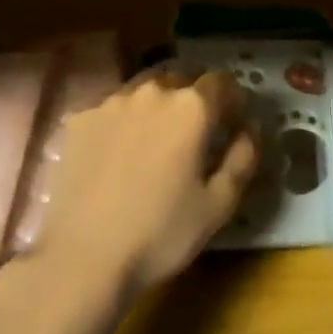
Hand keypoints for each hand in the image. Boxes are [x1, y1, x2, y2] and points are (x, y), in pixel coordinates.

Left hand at [34, 65, 259, 301]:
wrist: (84, 257)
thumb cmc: (161, 234)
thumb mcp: (219, 204)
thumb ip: (243, 157)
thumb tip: (251, 127)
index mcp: (191, 107)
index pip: (222, 81)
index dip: (232, 98)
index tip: (232, 120)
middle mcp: (152, 90)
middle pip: (182, 75)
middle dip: (195, 94)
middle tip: (196, 128)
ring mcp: (112, 101)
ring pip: (145, 85)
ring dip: (159, 100)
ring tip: (157, 135)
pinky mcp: (81, 118)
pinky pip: (113, 105)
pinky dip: (125, 117)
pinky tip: (120, 150)